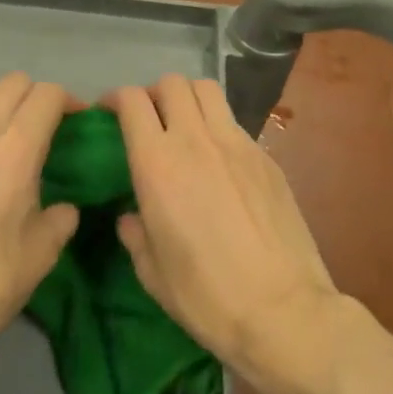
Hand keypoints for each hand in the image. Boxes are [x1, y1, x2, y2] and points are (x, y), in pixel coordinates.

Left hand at [0, 73, 80, 361]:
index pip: (47, 95)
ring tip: (15, 140)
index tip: (80, 124)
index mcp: (13, 151)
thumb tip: (62, 208)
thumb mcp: (38, 258)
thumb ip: (59, 220)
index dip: (70, 101)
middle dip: (37, 96)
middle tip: (50, 129)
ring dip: (5, 103)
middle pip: (12, 82)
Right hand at [108, 76, 338, 376]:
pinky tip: (219, 161)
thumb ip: (134, 234)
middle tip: (149, 120)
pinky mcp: (266, 157)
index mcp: (158, 163)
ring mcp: (237, 143)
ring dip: (188, 98)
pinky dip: (217, 127)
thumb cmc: (206, 296)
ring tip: (184, 126)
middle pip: (172, 83)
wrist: (283, 310)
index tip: (108, 112)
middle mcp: (196, 139)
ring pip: (207, 90)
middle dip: (153, 93)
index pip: (132, 101)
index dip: (115, 98)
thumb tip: (131, 216)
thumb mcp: (152, 272)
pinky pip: (234, 123)